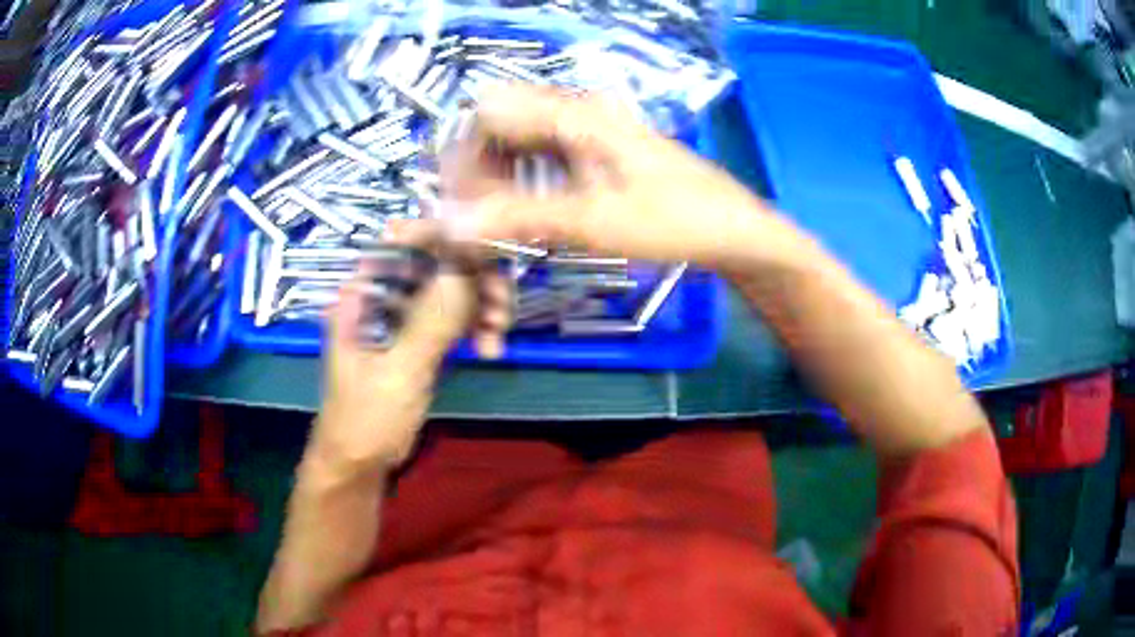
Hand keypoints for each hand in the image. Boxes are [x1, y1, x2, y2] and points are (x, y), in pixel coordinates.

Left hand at [309, 226, 509, 479]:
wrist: (359, 464)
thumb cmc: (365, 419)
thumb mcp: (399, 372)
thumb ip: (432, 321)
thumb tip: (468, 265)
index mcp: (363, 292)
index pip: (405, 241)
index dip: (446, 237)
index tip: (488, 252)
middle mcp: (382, 294)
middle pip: (436, 262)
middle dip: (474, 281)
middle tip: (501, 308)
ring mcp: (402, 315)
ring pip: (451, 289)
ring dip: (480, 306)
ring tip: (498, 335)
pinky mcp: (418, 337)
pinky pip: (453, 317)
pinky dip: (475, 327)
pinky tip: (491, 348)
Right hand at [439, 84, 790, 268]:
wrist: (732, 229)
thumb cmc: (675, 221)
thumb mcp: (594, 222)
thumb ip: (519, 217)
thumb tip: (450, 222)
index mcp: (575, 113)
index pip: (488, 113)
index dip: (465, 158)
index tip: (463, 207)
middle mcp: (575, 110)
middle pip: (498, 126)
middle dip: (479, 174)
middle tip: (480, 224)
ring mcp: (586, 128)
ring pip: (516, 143)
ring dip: (499, 182)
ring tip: (502, 227)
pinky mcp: (594, 149)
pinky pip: (539, 156)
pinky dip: (523, 184)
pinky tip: (528, 215)